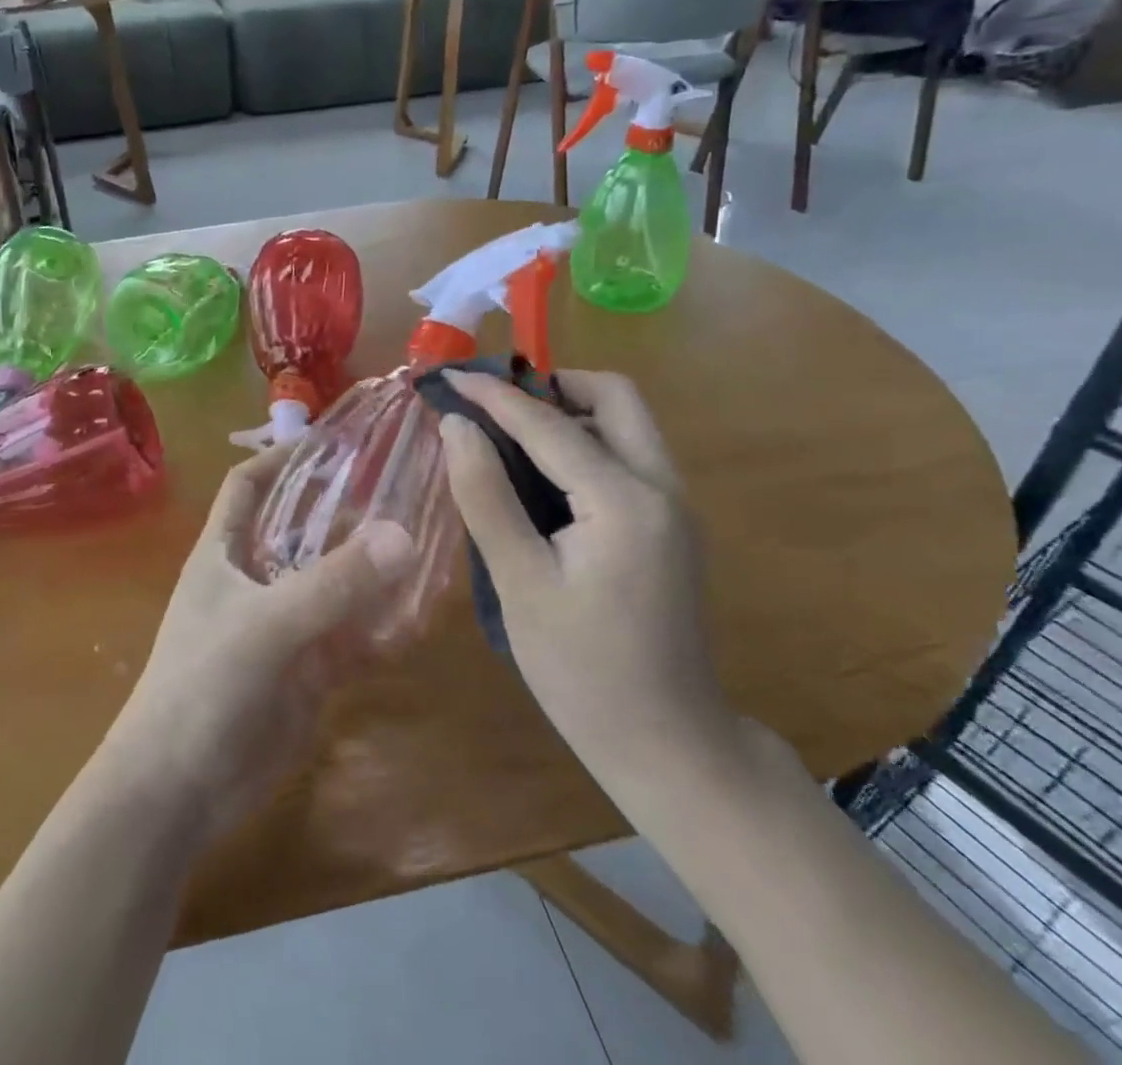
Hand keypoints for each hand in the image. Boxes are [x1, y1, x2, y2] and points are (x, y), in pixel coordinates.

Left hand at [104, 445, 415, 839]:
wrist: (179, 793)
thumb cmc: (203, 687)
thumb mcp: (267, 626)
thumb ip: (333, 584)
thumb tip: (403, 534)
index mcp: (226, 553)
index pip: (248, 485)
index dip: (281, 457)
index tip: (334, 439)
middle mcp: (256, 580)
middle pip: (305, 529)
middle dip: (348, 511)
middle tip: (407, 486)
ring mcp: (285, 626)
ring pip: (336, 583)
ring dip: (375, 568)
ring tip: (429, 539)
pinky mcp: (308, 671)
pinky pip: (353, 636)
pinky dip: (383, 626)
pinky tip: (423, 614)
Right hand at [437, 369, 732, 788]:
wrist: (667, 744)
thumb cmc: (582, 671)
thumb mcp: (520, 583)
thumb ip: (486, 495)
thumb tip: (457, 426)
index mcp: (625, 500)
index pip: (549, 423)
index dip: (493, 395)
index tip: (448, 376)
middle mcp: (662, 487)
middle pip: (614, 397)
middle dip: (551, 385)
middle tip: (493, 406)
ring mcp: (674, 505)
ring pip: (625, 423)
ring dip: (568, 411)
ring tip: (507, 435)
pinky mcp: (669, 525)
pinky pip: (627, 455)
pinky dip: (583, 443)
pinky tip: (542, 477)